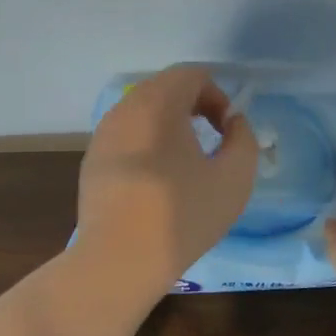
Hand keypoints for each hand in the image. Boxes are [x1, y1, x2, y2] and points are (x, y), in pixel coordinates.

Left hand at [76, 66, 258, 296]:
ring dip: (169, 126)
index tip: (227, 132)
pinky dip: (146, 145)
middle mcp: (125, 108)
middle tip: (211, 143)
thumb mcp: (234, 178)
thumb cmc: (182, 215)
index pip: (192, 75)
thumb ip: (243, 139)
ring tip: (185, 164)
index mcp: (158, 103)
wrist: (119, 260)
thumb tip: (232, 123)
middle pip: (164, 89)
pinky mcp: (92, 160)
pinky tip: (156, 183)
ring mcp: (102, 134)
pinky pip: (126, 137)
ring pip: (142, 113)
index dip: (218, 96)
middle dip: (193, 108)